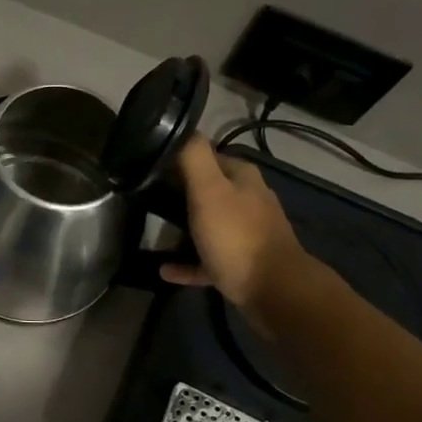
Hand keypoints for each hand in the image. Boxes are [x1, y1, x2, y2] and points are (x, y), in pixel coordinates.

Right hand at [160, 134, 309, 327]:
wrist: (274, 291)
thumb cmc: (237, 236)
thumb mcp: (209, 191)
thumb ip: (194, 158)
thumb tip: (182, 129)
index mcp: (242, 178)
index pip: (208, 156)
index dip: (179, 159)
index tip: (150, 167)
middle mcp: (249, 201)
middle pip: (209, 190)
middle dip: (180, 193)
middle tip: (147, 198)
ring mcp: (247, 234)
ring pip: (209, 224)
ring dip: (184, 228)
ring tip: (155, 231)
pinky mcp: (242, 264)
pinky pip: (207, 259)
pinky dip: (188, 262)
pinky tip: (165, 269)